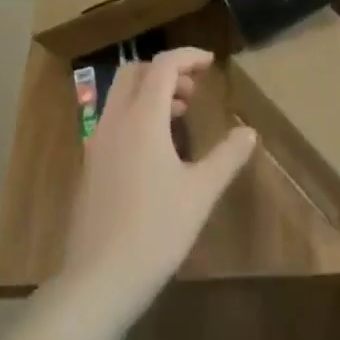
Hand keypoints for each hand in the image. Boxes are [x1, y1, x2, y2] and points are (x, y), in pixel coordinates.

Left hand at [58, 48, 256, 326]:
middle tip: (193, 90)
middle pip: (136, 72)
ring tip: (179, 116)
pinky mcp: (89, 166)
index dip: (189, 56)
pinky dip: (135, 114)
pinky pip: (113, 120)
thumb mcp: (200, 193)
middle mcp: (115, 120)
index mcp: (142, 117)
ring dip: (150, 92)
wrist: (97, 283)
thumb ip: (226, 157)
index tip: (211, 62)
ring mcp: (97, 143)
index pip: (164, 65)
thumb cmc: (154, 232)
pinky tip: (155, 150)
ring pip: (120, 95)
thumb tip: (249, 132)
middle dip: (166, 70)